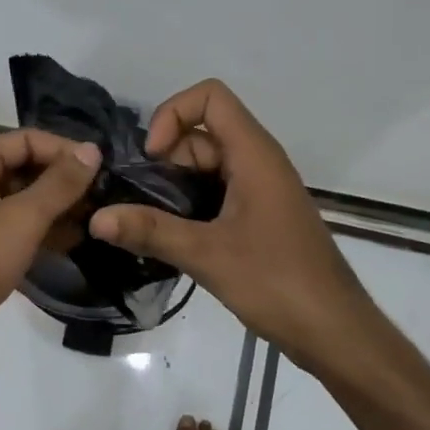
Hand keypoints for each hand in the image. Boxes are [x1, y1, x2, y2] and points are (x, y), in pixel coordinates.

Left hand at [0, 129, 99, 387]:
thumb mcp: (20, 218)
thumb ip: (59, 184)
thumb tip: (92, 149)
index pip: (27, 140)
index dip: (65, 151)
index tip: (105, 169)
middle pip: (25, 170)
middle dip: (64, 182)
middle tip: (108, 198)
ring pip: (23, 205)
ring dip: (58, 211)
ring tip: (100, 222)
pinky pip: (16, 234)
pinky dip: (43, 236)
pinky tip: (76, 245)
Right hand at [87, 80, 377, 378]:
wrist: (334, 331)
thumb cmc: (277, 283)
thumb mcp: (207, 255)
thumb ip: (150, 231)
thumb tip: (95, 219)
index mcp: (254, 154)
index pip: (210, 97)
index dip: (173, 114)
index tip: (152, 159)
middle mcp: (259, 162)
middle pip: (202, 134)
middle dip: (165, 159)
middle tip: (139, 202)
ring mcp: (261, 190)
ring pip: (207, 167)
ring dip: (174, 187)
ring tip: (146, 224)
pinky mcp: (260, 217)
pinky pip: (217, 193)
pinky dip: (190, 206)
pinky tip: (170, 239)